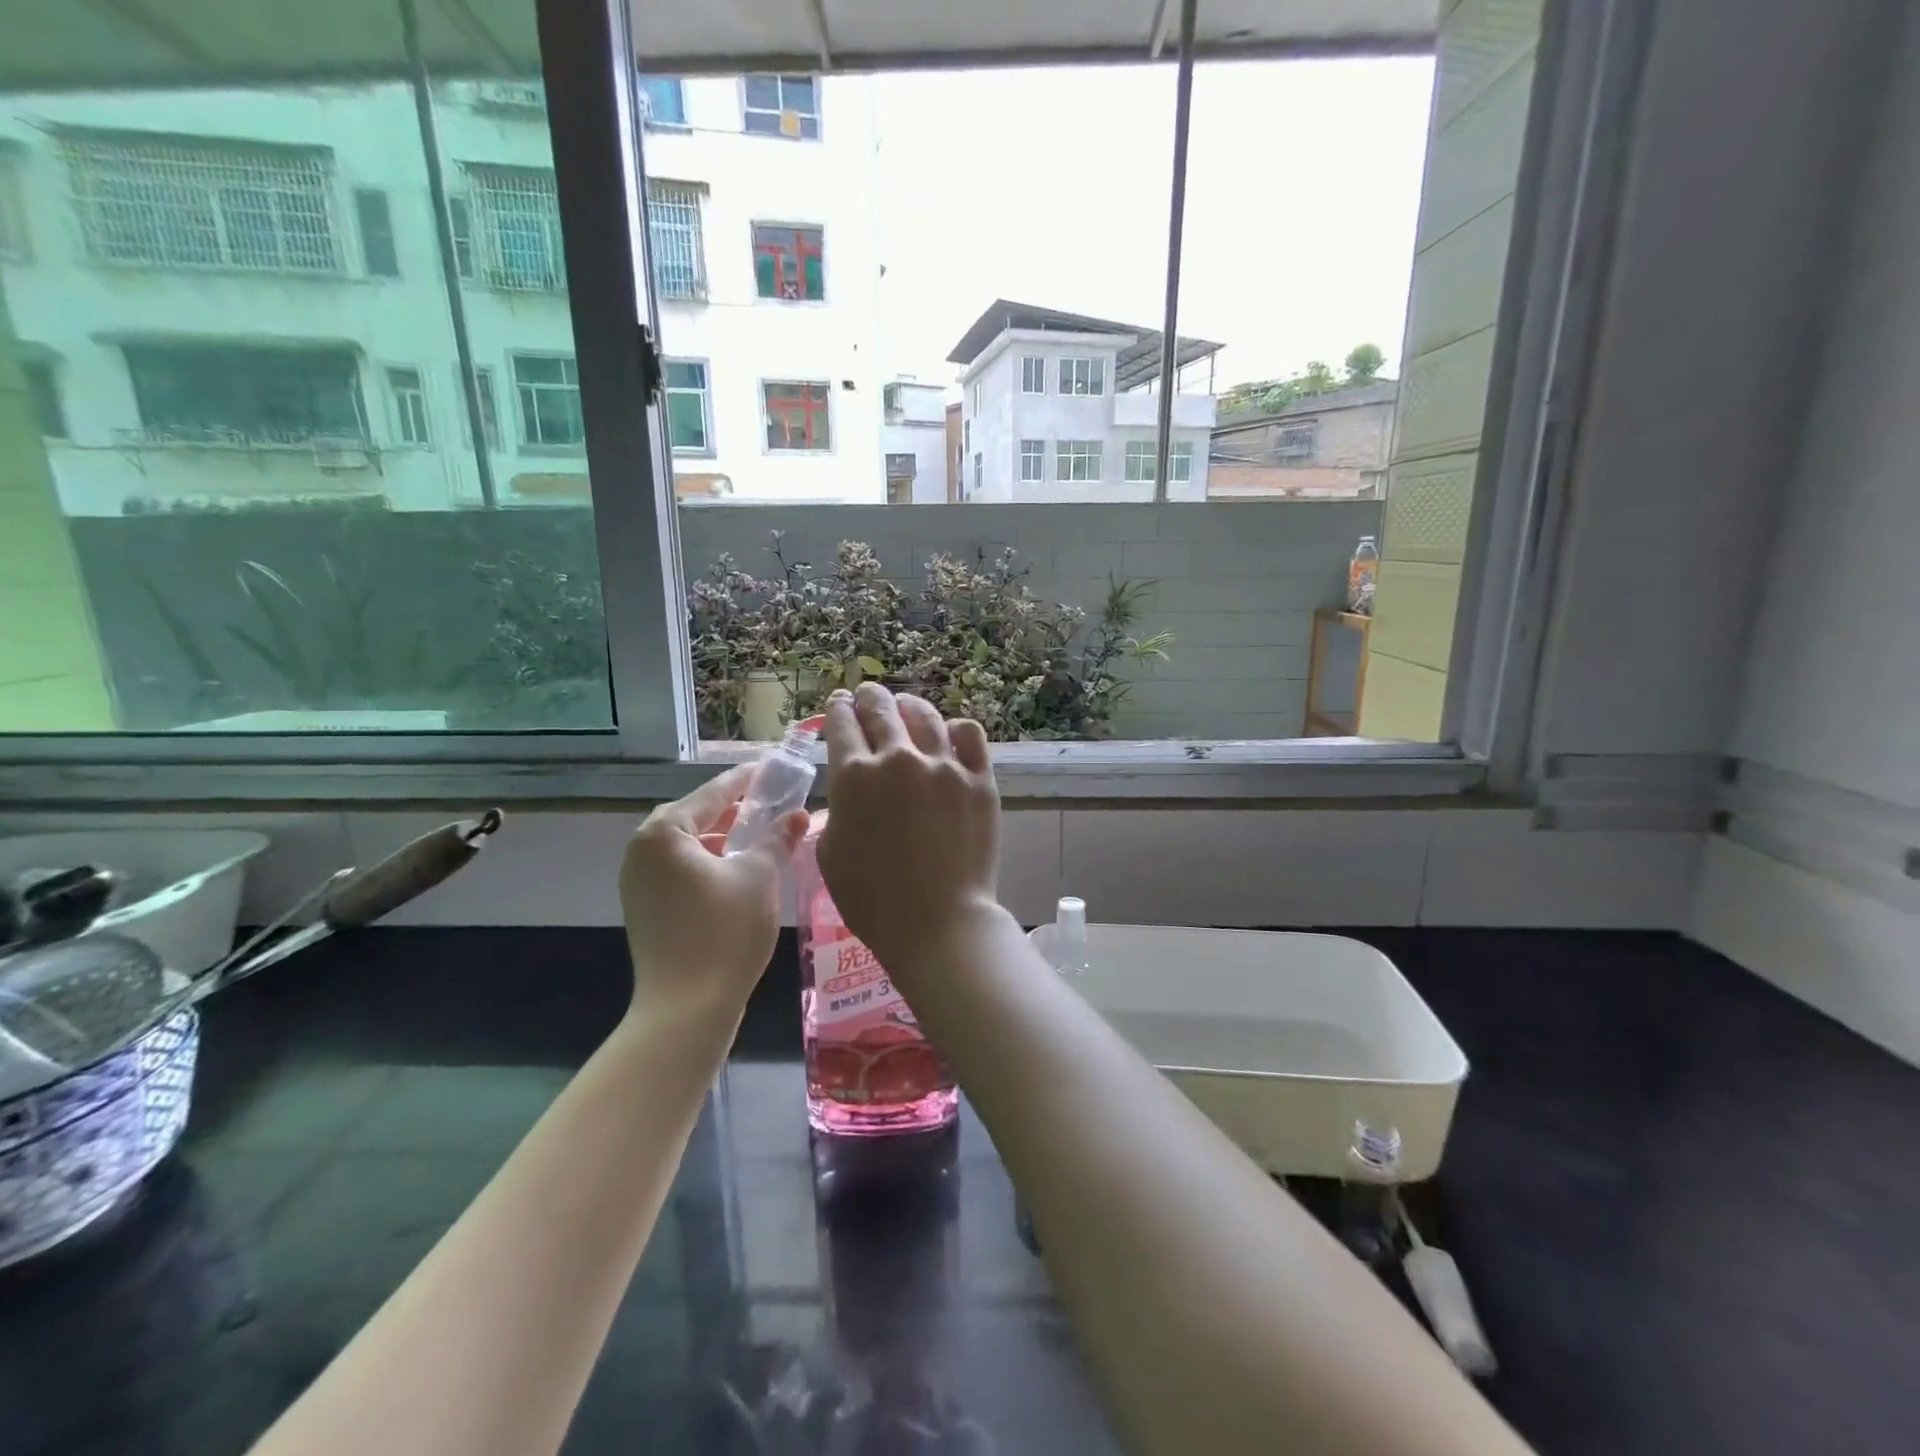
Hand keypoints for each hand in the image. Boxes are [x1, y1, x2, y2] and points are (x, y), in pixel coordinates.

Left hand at [619, 764, 806, 1019]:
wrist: (687, 1009)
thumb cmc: (724, 932)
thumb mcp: (760, 876)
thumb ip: (778, 838)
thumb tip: (798, 814)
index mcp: (664, 833)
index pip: (713, 792)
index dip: (747, 780)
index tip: (772, 768)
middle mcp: (642, 850)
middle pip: (695, 816)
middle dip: (733, 809)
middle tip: (770, 801)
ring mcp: (638, 881)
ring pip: (687, 845)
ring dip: (722, 837)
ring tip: (760, 835)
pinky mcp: (645, 908)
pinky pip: (680, 869)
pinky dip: (709, 863)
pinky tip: (738, 870)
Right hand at [816, 684, 1003, 975]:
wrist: (937, 921)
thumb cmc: (872, 899)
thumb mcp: (830, 852)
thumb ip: (839, 809)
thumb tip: (852, 789)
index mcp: (854, 775)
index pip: (841, 723)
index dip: (837, 709)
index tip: (839, 705)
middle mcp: (898, 758)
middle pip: (880, 707)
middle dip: (868, 697)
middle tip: (867, 696)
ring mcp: (944, 766)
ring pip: (925, 715)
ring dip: (909, 707)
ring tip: (906, 708)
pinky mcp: (979, 779)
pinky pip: (969, 734)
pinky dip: (956, 730)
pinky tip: (950, 736)